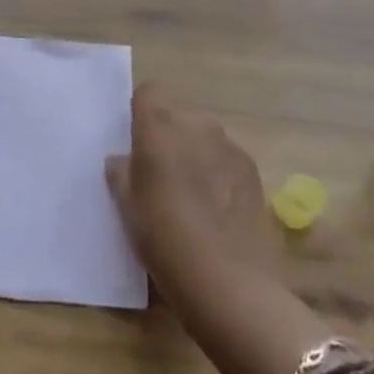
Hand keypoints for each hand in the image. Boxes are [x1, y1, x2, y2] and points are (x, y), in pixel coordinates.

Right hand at [106, 82, 278, 304]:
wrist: (227, 281)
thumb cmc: (164, 237)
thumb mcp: (127, 207)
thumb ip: (121, 172)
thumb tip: (122, 159)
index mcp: (158, 127)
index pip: (148, 92)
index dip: (141, 111)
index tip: (136, 141)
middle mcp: (194, 125)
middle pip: (176, 116)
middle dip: (169, 137)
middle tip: (162, 175)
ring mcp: (228, 145)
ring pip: (203, 137)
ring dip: (195, 154)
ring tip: (193, 196)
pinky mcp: (252, 169)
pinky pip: (226, 158)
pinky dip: (219, 172)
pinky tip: (217, 208)